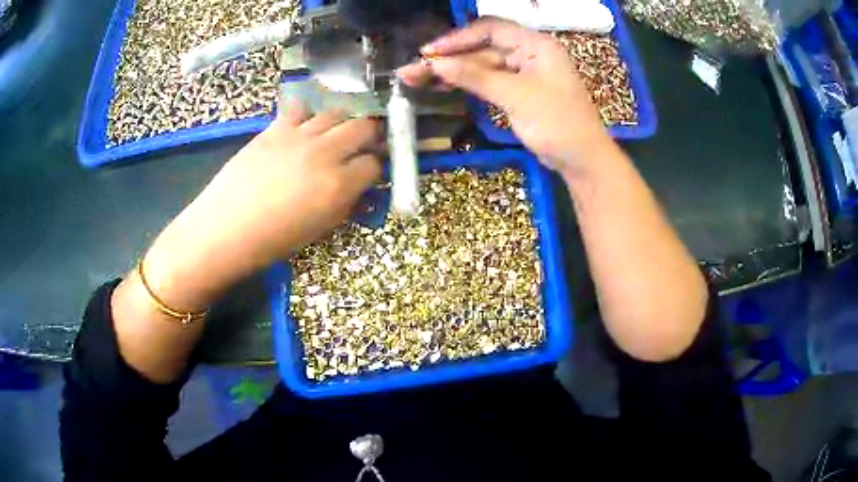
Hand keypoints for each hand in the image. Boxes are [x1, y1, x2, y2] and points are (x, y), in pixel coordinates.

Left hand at [143, 102, 381, 310]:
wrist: (225, 228)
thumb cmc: (272, 241)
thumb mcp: (318, 230)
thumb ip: (344, 204)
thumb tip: (357, 189)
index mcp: (338, 185)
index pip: (374, 164)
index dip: (377, 166)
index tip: (372, 171)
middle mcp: (325, 153)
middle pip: (363, 128)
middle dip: (370, 135)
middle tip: (363, 144)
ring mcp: (300, 135)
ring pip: (336, 112)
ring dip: (341, 122)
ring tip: (334, 133)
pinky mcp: (276, 128)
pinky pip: (299, 108)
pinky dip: (306, 113)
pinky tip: (301, 125)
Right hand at [398, 17, 610, 170]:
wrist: (582, 160)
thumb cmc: (557, 123)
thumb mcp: (516, 96)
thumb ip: (476, 76)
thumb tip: (436, 63)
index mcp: (535, 45)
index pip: (490, 29)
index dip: (457, 38)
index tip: (429, 52)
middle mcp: (529, 53)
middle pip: (482, 48)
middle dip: (449, 58)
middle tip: (413, 70)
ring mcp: (524, 73)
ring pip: (483, 66)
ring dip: (453, 72)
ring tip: (417, 79)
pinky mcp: (519, 92)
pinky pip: (489, 81)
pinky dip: (468, 83)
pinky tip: (443, 85)